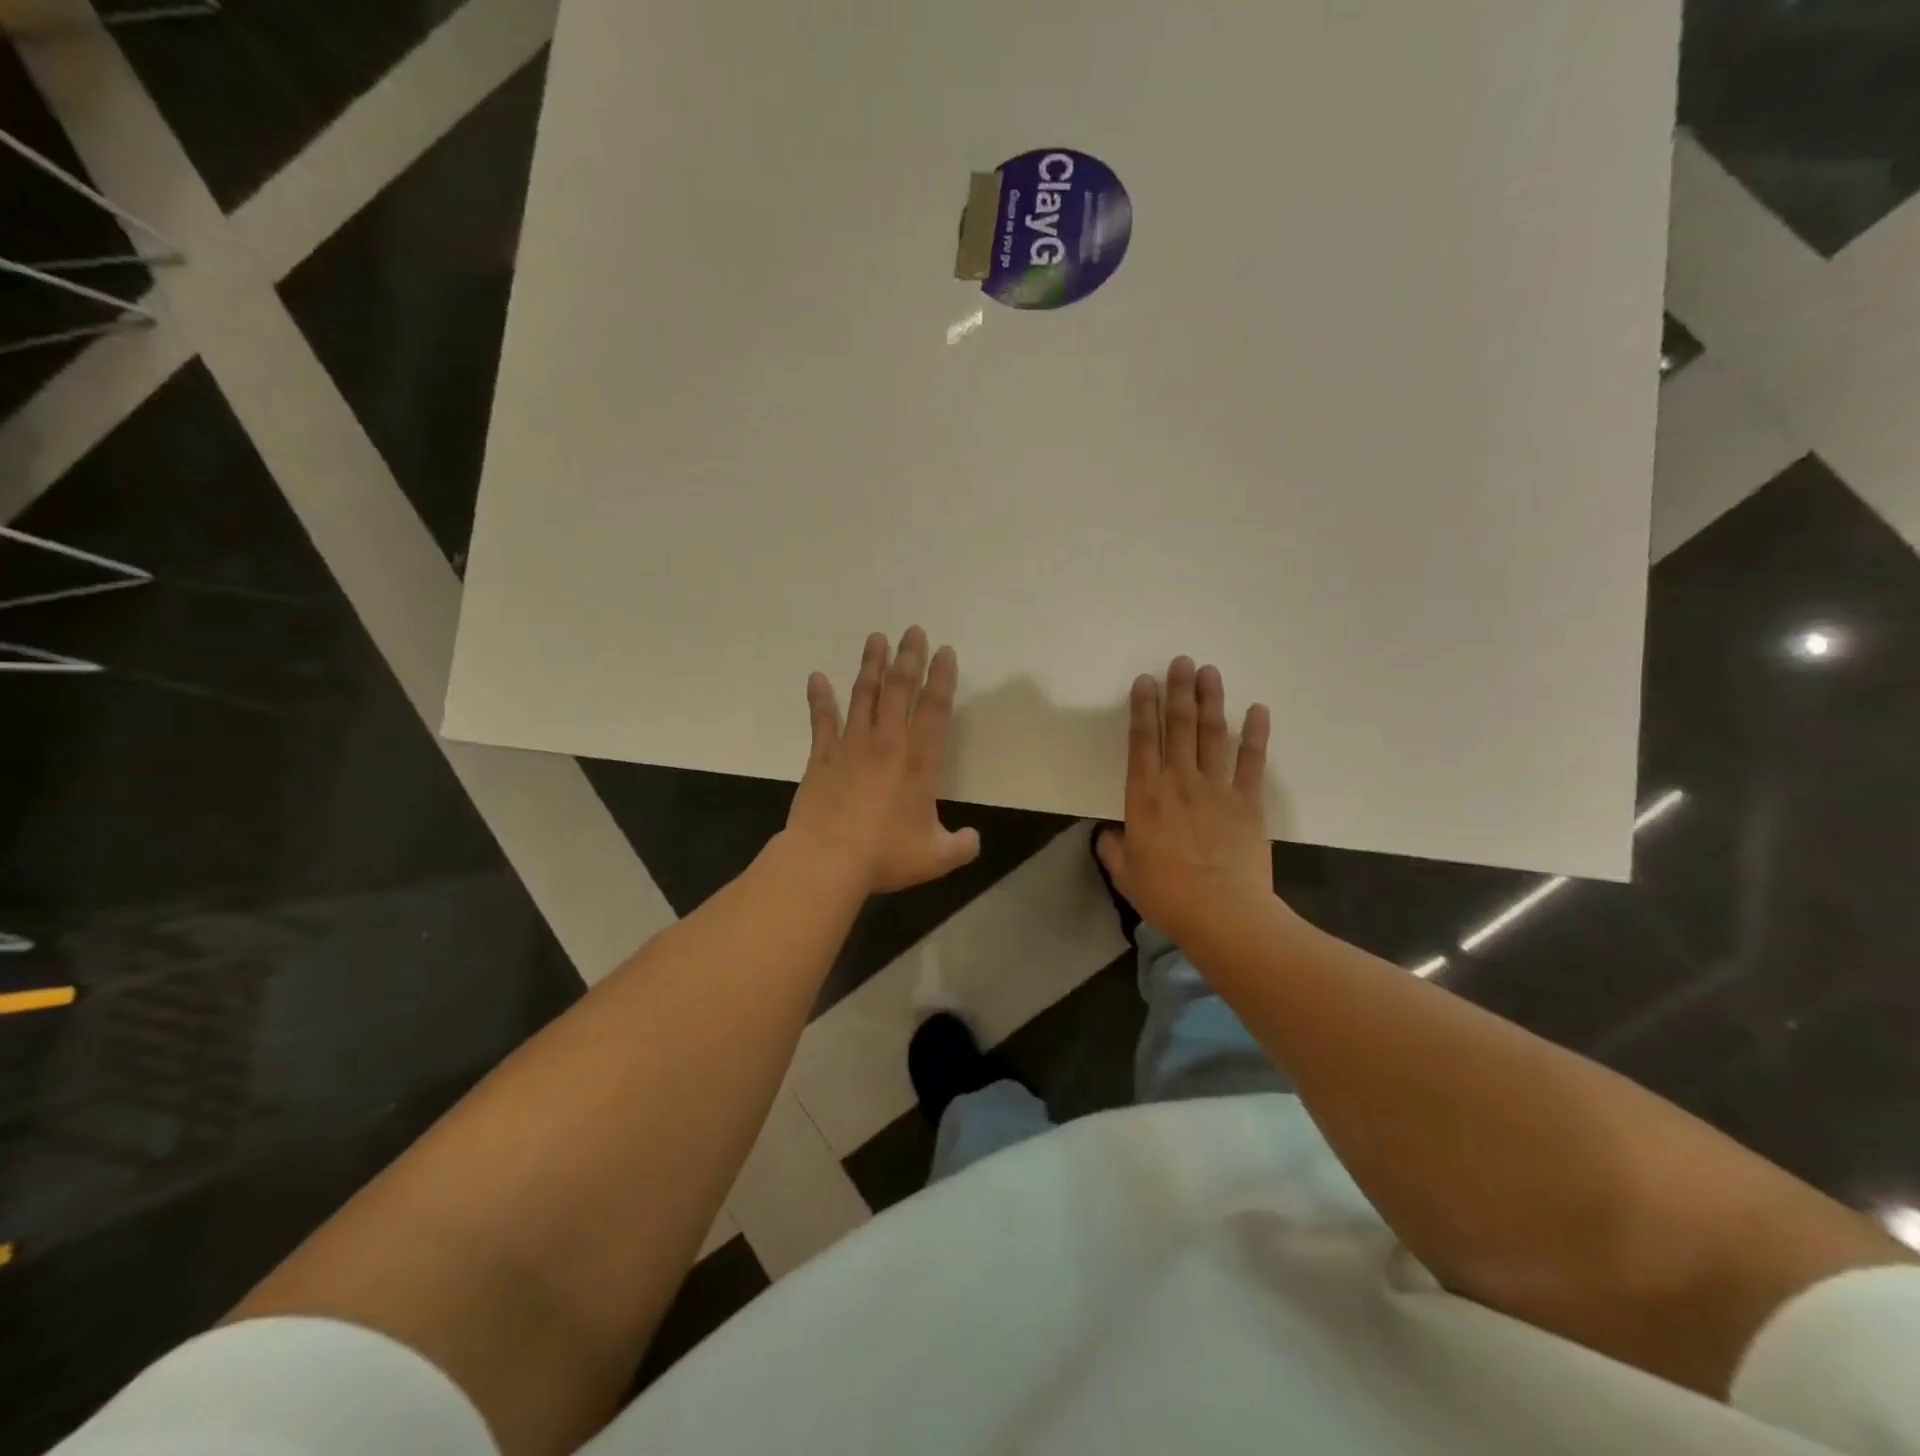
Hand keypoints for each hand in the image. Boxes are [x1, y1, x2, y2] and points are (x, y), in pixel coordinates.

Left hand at [786, 627, 981, 893]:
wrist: (826, 860)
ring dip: (871, 666)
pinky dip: (820, 698)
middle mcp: (888, 744)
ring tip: (876, 639)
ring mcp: (851, 747)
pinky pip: (822, 720)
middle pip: (899, 690)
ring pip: (864, 696)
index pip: (934, 709)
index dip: (942, 678)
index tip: (944, 651)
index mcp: (920, 763)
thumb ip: (960, 846)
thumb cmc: (884, 855)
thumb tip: (974, 840)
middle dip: (908, 658)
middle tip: (913, 631)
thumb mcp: (935, 857)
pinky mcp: (821, 757)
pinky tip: (817, 677)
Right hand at [1096, 658, 1277, 946]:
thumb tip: (1110, 834)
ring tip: (1209, 672)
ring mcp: (1217, 789)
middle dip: (1178, 691)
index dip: (1143, 708)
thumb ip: (1114, 849)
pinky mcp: (1247, 802)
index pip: (1142, 741)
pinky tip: (1258, 709)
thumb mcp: (1126, 875)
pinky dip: (1256, 734)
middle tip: (1182, 661)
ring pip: (1213, 735)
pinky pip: (1252, 761)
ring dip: (1211, 701)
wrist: (1224, 915)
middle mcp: (1179, 782)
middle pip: (1179, 727)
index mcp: (1145, 797)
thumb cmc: (1168, 896)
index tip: (1145, 680)